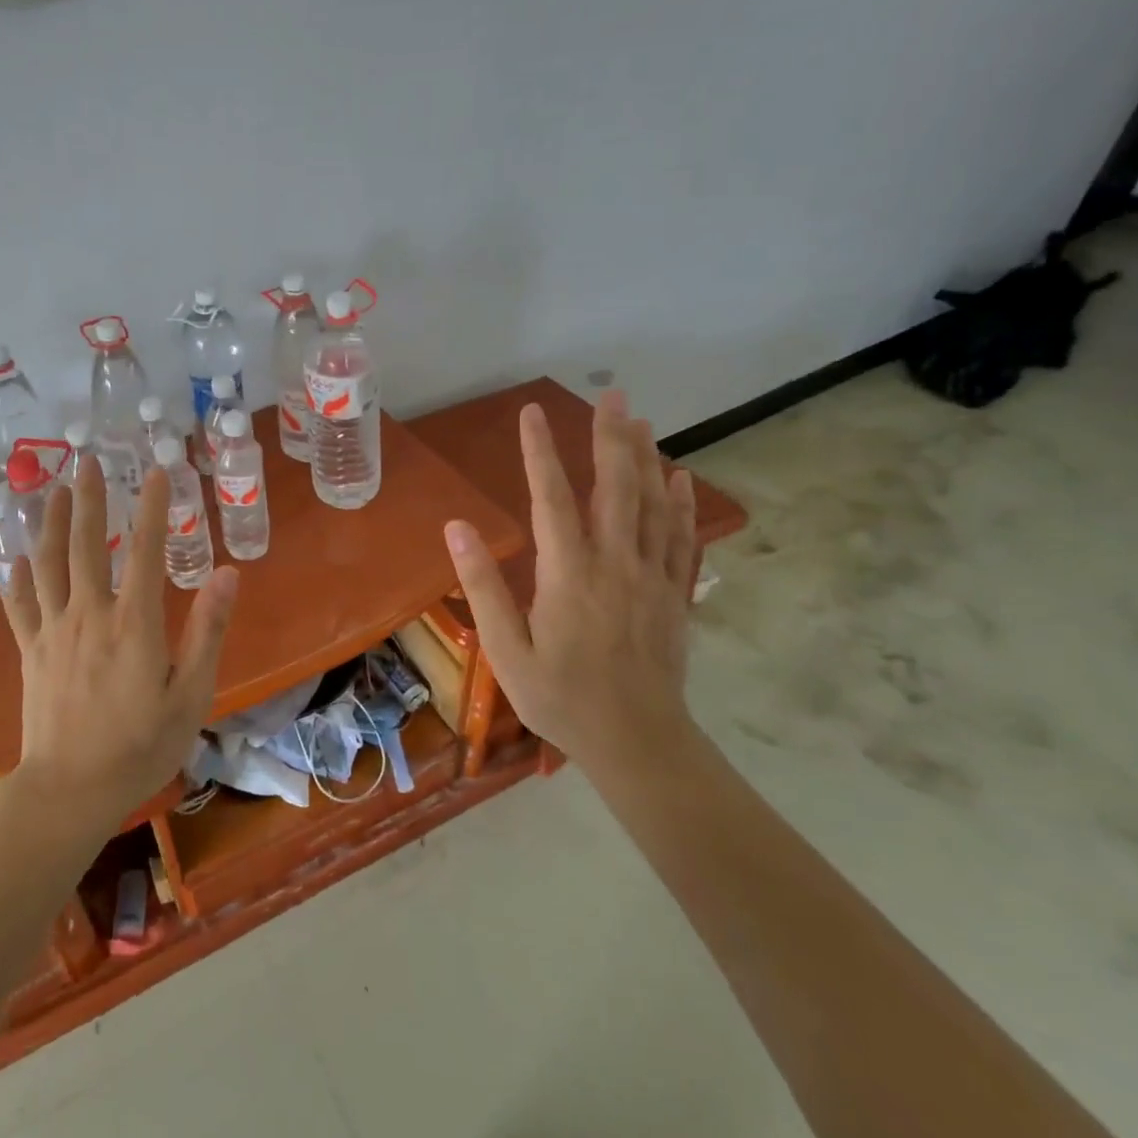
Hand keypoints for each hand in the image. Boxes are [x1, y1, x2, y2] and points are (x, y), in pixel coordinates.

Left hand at [0, 455, 238, 830]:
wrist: (70, 790)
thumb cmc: (140, 745)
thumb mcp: (191, 694)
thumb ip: (208, 631)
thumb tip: (228, 575)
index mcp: (133, 622)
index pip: (143, 549)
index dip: (151, 506)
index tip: (157, 470)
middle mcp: (89, 614)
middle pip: (85, 543)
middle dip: (88, 498)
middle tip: (87, 460)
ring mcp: (53, 630)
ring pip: (47, 563)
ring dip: (49, 521)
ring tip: (52, 488)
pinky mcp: (31, 651)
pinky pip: (20, 604)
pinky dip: (18, 575)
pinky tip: (16, 555)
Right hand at [443, 392, 697, 774]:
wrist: (637, 743)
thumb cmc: (560, 698)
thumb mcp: (506, 650)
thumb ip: (482, 586)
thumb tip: (457, 528)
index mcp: (568, 574)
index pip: (551, 498)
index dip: (539, 451)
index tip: (532, 412)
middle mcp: (615, 564)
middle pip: (615, 488)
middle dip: (610, 437)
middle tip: (611, 395)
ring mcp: (651, 577)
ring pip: (653, 505)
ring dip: (646, 458)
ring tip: (640, 420)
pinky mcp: (674, 594)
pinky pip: (680, 538)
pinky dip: (681, 503)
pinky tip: (679, 477)